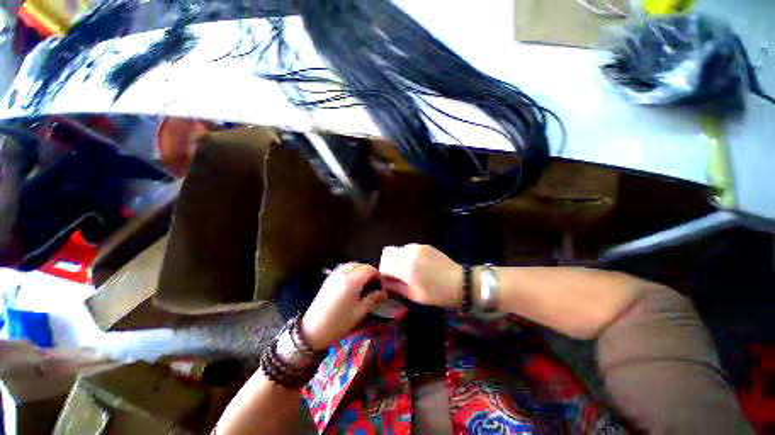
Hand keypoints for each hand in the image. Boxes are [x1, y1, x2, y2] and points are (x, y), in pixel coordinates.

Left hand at [301, 263, 386, 350]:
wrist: (312, 331)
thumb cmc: (338, 323)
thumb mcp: (359, 313)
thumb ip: (373, 299)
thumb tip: (384, 293)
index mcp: (352, 282)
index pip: (369, 269)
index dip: (377, 275)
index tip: (381, 285)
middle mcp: (343, 274)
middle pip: (361, 265)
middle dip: (369, 272)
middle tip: (374, 285)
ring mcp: (334, 275)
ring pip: (352, 265)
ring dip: (360, 270)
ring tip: (364, 283)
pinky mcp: (329, 278)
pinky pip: (344, 268)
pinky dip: (352, 271)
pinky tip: (353, 283)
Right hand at [379, 244, 461, 308]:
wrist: (460, 282)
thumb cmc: (437, 294)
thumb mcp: (414, 295)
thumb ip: (395, 287)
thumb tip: (384, 281)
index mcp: (406, 268)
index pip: (384, 265)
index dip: (383, 273)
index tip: (389, 280)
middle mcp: (410, 254)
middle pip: (388, 252)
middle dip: (388, 263)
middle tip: (395, 274)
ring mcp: (418, 247)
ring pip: (398, 249)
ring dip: (398, 258)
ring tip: (408, 270)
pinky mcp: (424, 245)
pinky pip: (408, 247)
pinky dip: (407, 255)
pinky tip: (417, 264)